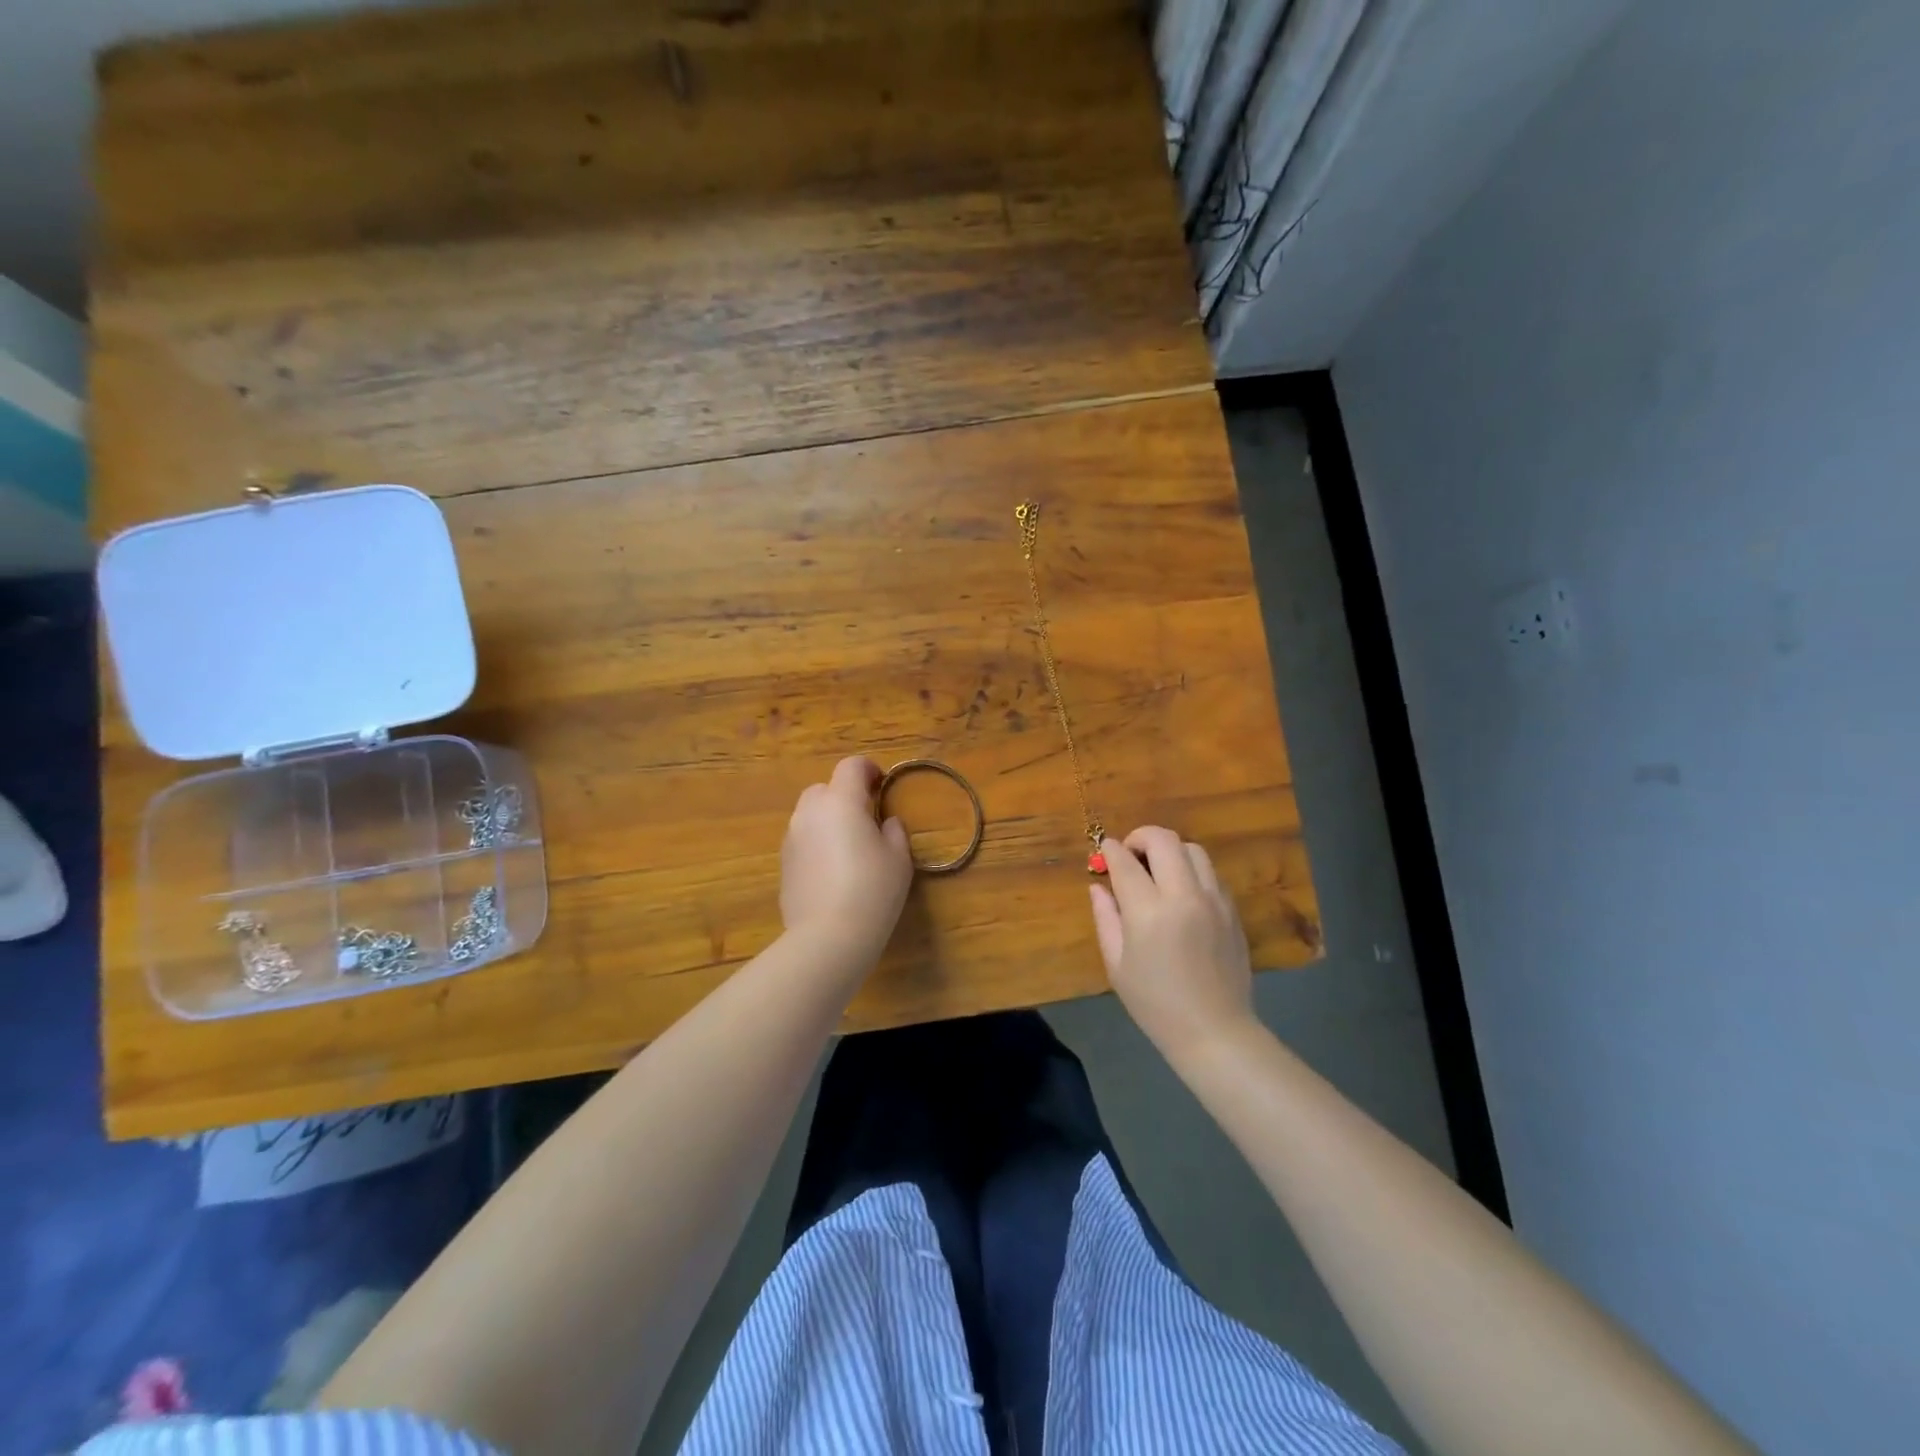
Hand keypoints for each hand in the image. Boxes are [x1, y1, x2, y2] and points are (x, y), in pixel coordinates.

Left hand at [780, 757, 913, 968]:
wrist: (828, 936)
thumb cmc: (872, 890)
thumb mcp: (898, 858)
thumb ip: (893, 831)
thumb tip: (885, 823)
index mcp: (841, 802)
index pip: (851, 767)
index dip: (868, 769)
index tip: (882, 785)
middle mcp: (810, 813)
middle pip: (824, 788)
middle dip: (844, 796)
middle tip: (866, 819)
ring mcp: (792, 838)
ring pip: (810, 816)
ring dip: (828, 821)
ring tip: (849, 849)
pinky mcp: (783, 864)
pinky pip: (803, 841)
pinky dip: (817, 844)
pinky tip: (833, 873)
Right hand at [1090, 827, 1255, 1059]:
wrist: (1215, 1031)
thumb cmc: (1156, 1004)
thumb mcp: (1117, 964)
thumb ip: (1106, 918)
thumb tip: (1099, 887)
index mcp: (1149, 912)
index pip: (1125, 862)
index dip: (1111, 850)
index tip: (1104, 850)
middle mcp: (1184, 896)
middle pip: (1164, 840)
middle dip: (1141, 837)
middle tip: (1130, 854)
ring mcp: (1213, 900)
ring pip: (1192, 849)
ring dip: (1170, 851)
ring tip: (1157, 870)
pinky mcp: (1232, 910)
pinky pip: (1210, 873)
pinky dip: (1191, 870)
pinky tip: (1181, 892)